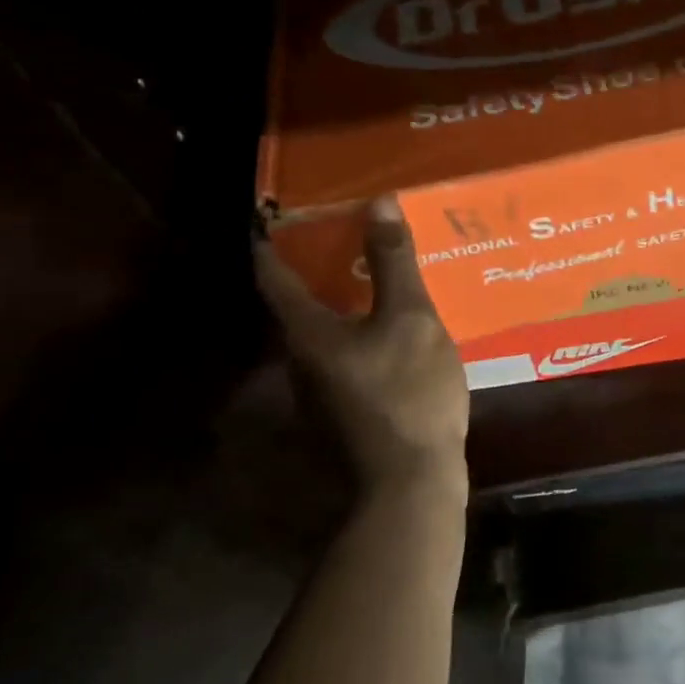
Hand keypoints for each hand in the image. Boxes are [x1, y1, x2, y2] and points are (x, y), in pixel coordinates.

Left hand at [253, 196, 469, 503]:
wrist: (411, 482)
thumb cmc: (407, 393)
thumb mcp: (409, 319)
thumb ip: (393, 262)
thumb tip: (377, 202)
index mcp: (307, 331)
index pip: (273, 273)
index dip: (273, 238)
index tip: (281, 209)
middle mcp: (301, 358)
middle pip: (296, 300)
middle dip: (315, 263)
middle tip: (345, 230)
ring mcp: (321, 388)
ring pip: (322, 327)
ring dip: (339, 296)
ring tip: (374, 270)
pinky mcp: (344, 407)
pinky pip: (344, 350)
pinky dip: (358, 325)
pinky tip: (390, 323)